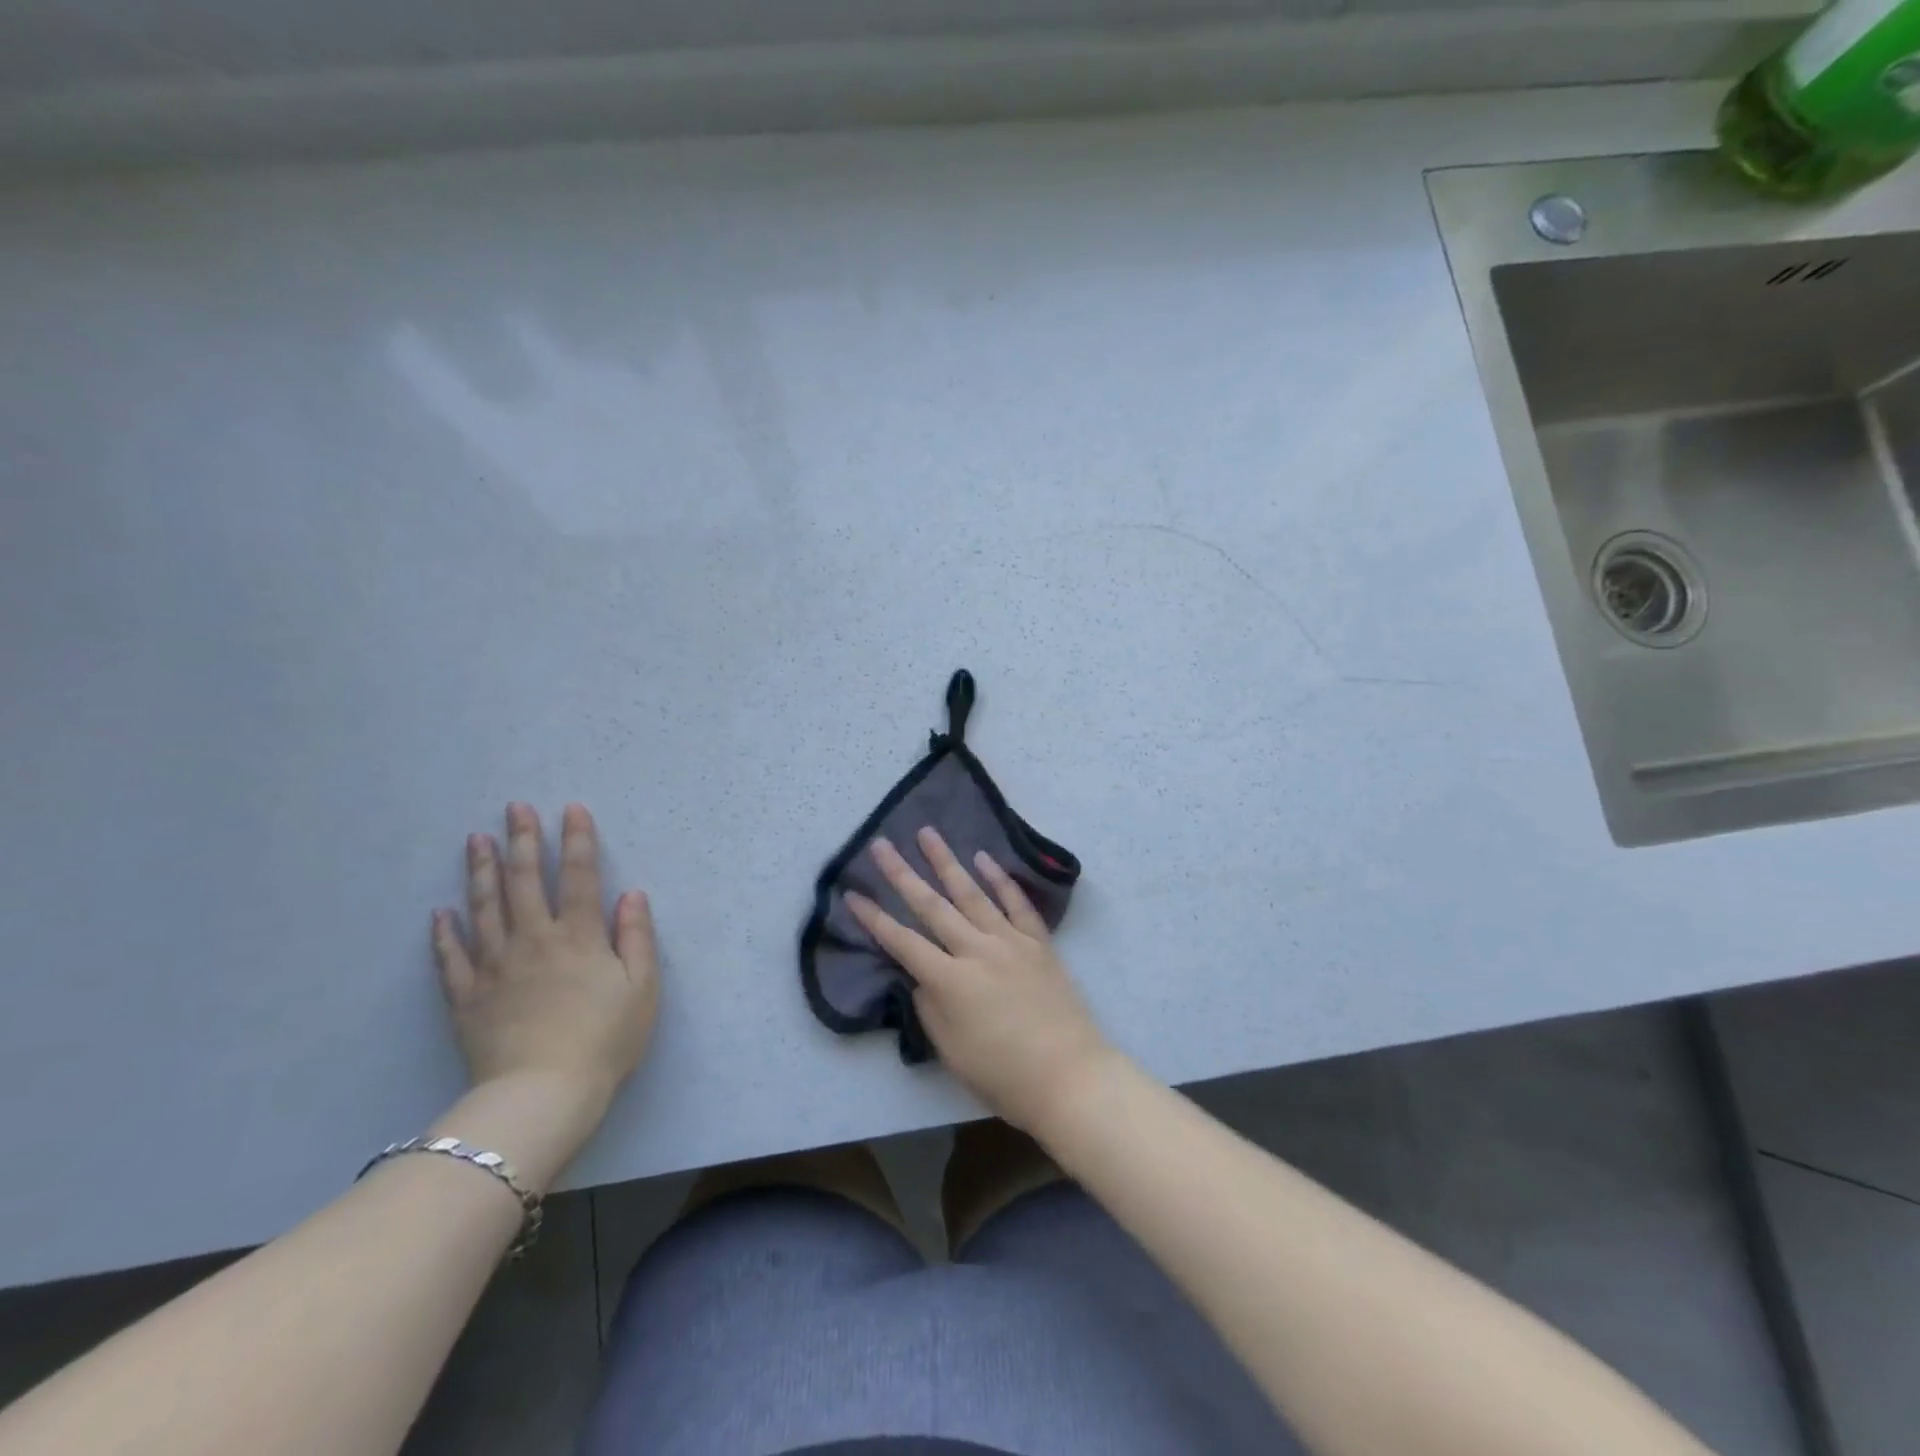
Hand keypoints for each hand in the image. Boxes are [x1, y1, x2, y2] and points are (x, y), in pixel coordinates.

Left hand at [433, 803, 659, 1114]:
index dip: (577, 840)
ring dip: (483, 872)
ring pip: (486, 908)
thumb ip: (637, 937)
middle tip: (514, 808)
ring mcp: (495, 967)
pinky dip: (445, 933)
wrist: (543, 1093)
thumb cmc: (605, 1040)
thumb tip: (631, 894)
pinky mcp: (467, 997)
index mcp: (580, 937)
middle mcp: (535, 940)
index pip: (580, 877)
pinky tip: (441, 912)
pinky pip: (452, 958)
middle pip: (527, 882)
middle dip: (523, 841)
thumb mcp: (643, 988)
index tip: (571, 809)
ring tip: (477, 841)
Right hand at [847, 829, 1112, 1134]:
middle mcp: (977, 950)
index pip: (902, 942)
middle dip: (902, 874)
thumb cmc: (1002, 1075)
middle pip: (932, 906)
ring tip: (928, 834)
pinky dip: (1000, 879)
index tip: (852, 893)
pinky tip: (984, 859)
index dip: (874, 919)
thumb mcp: (950, 1049)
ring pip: (972, 893)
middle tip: (882, 844)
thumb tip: (922, 975)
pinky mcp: (1038, 943)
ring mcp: (1010, 941)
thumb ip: (930, 1006)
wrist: (1069, 1077)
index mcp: (950, 980)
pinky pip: (1016, 903)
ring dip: (947, 861)